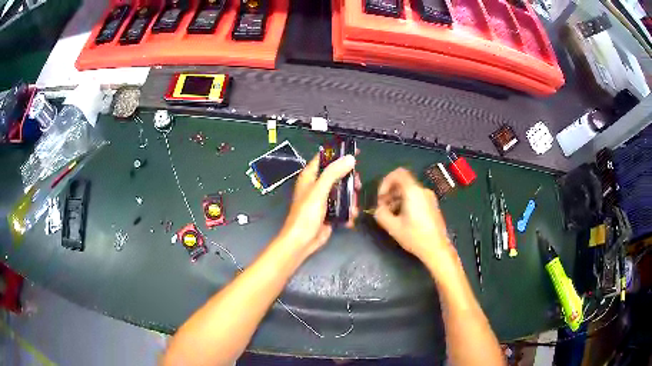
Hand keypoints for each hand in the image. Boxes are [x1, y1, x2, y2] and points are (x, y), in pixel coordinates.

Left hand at [276, 153, 358, 256]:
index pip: (325, 158)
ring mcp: (324, 199)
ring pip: (344, 191)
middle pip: (338, 175)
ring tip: (353, 208)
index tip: (356, 152)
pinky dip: (348, 211)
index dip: (339, 153)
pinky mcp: (330, 212)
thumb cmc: (306, 214)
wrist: (302, 241)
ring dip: (351, 199)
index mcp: (310, 176)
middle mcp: (317, 185)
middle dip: (350, 180)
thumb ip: (333, 173)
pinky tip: (350, 218)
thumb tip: (350, 158)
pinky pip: (343, 207)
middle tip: (357, 185)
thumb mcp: (319, 191)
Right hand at [373, 168, 450, 261]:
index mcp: (413, 192)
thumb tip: (379, 208)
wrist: (437, 249)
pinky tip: (402, 218)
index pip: (398, 173)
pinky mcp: (432, 205)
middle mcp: (422, 191)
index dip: (385, 182)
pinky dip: (405, 202)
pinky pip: (416, 197)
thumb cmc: (415, 237)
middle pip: (403, 183)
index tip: (381, 197)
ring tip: (391, 215)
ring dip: (396, 199)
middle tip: (383, 208)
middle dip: (390, 192)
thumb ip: (381, 214)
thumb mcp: (393, 227)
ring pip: (409, 191)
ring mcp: (429, 198)